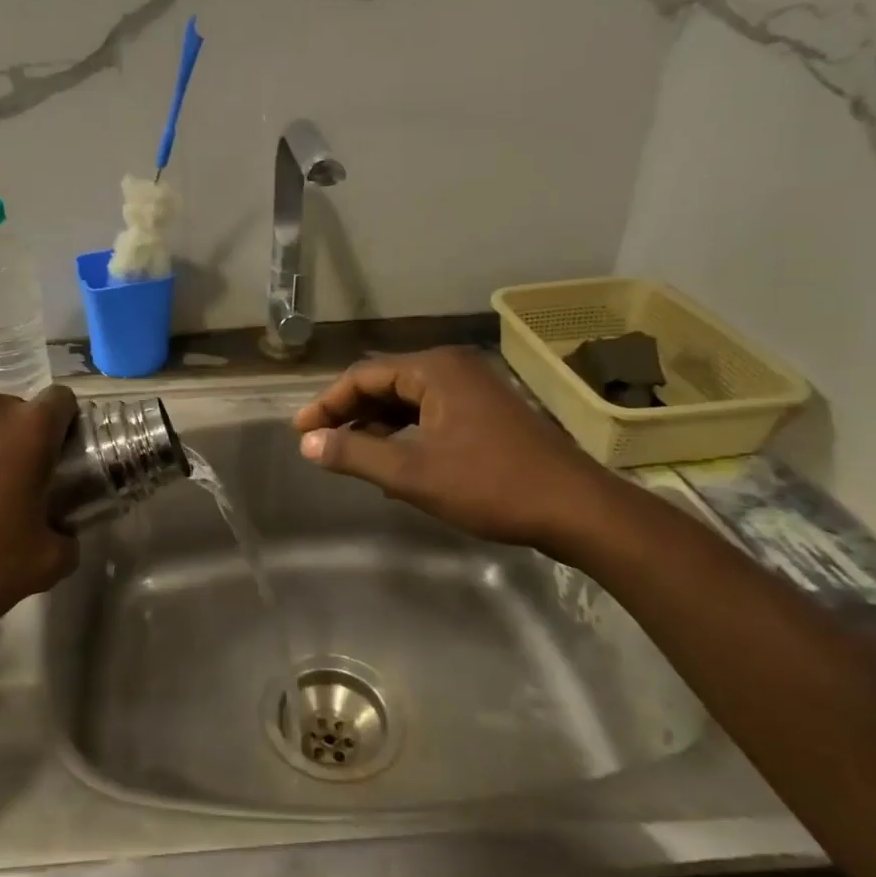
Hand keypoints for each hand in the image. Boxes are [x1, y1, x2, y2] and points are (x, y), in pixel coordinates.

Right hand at [293, 347, 618, 555]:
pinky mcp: (487, 410)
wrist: (576, 508)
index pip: (363, 376)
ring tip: (350, 453)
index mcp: (435, 369)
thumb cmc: (490, 485)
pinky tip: (392, 462)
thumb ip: (355, 453)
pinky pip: (430, 412)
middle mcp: (453, 368)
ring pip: (408, 399)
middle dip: (349, 412)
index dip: (326, 403)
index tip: (299, 431)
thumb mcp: (412, 473)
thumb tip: (308, 442)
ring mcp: (474, 388)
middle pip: (385, 382)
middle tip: (318, 441)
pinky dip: (405, 432)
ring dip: (376, 424)